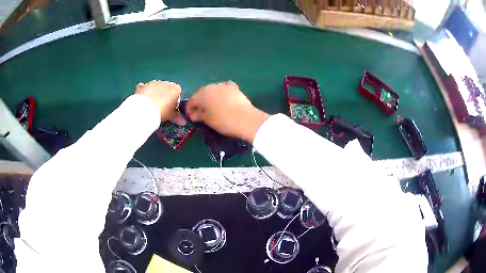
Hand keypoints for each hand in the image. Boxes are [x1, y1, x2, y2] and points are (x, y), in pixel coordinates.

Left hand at [136, 80, 185, 125]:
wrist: (145, 109)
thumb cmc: (162, 111)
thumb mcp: (171, 115)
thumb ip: (177, 117)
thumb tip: (183, 122)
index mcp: (176, 88)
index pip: (178, 93)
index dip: (174, 101)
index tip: (171, 109)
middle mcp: (166, 83)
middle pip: (166, 89)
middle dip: (164, 96)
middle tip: (161, 108)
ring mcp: (154, 83)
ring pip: (156, 88)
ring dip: (154, 94)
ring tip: (151, 105)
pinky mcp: (144, 86)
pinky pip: (145, 88)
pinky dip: (144, 92)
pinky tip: (143, 99)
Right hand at [187, 81, 268, 142]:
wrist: (247, 120)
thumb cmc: (224, 121)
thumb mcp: (208, 120)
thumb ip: (199, 115)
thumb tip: (194, 114)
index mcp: (202, 94)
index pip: (191, 101)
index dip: (190, 109)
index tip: (191, 117)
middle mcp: (211, 86)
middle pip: (202, 94)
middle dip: (200, 102)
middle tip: (200, 112)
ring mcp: (223, 85)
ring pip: (213, 90)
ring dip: (210, 98)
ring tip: (212, 108)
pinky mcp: (234, 87)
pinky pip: (223, 90)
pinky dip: (220, 95)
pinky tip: (223, 101)